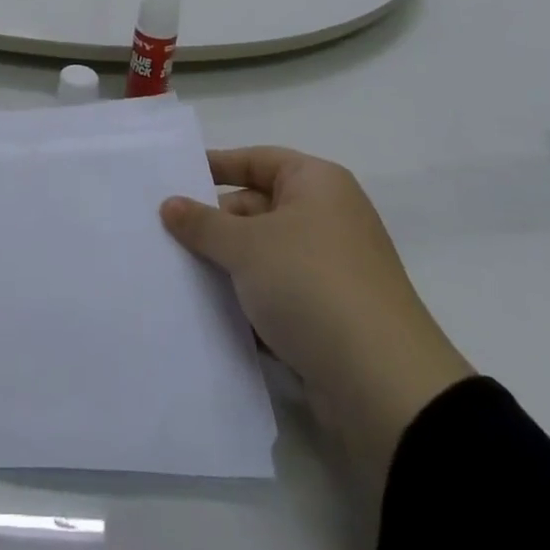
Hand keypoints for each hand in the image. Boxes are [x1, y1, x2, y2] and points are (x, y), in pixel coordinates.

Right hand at [162, 148, 471, 486]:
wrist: (385, 388)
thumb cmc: (312, 286)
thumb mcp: (245, 246)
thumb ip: (202, 223)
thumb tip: (169, 205)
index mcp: (316, 183)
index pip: (255, 160)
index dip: (215, 166)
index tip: (172, 178)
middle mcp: (327, 218)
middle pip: (256, 208)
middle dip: (214, 225)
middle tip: (164, 235)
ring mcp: (331, 270)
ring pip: (264, 257)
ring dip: (227, 268)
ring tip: (176, 275)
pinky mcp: (330, 318)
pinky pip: (277, 297)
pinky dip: (248, 304)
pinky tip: (208, 315)